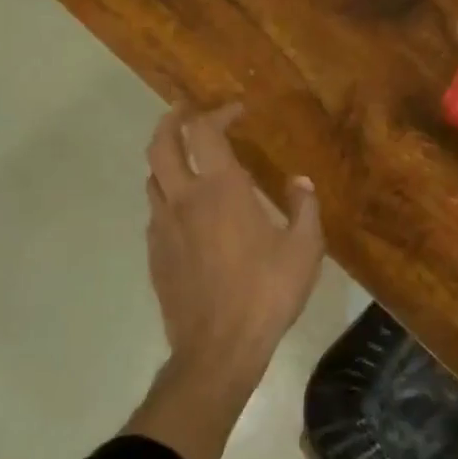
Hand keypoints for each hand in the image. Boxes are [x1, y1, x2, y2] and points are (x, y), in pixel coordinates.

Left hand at [129, 102, 323, 458]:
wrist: (218, 348)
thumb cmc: (267, 292)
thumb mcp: (304, 249)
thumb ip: (304, 207)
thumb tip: (300, 182)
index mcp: (221, 190)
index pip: (206, 132)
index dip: (218, 113)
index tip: (237, 111)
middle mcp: (184, 199)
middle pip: (160, 144)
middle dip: (171, 120)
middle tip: (186, 111)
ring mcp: (163, 227)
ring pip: (152, 177)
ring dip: (167, 158)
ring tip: (186, 159)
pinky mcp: (154, 254)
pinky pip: (155, 211)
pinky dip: (167, 195)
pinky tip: (187, 211)